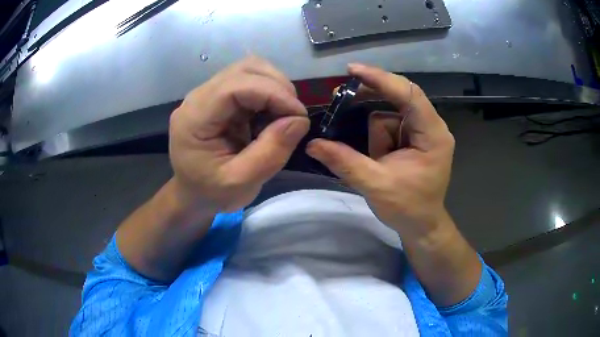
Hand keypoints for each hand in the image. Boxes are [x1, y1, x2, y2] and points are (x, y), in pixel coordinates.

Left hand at [169, 57, 309, 211]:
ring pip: (249, 69)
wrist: (192, 194)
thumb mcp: (241, 183)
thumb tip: (299, 120)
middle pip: (244, 69)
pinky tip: (271, 114)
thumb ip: (271, 152)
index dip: (273, 93)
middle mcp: (198, 97)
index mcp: (195, 117)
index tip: (299, 116)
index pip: (236, 85)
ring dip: (275, 87)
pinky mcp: (219, 97)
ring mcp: (208, 94)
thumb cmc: (211, 193)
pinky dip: (269, 93)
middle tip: (293, 116)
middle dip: (277, 86)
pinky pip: (249, 81)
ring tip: (284, 114)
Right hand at [307, 63, 454, 234]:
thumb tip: (312, 144)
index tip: (352, 70)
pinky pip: (390, 126)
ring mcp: (424, 132)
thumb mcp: (375, 185)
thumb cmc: (408, 208)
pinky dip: (379, 139)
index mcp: (433, 134)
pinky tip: (381, 159)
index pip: (408, 94)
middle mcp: (432, 127)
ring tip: (379, 162)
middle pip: (399, 97)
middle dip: (372, 99)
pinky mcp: (416, 138)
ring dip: (377, 136)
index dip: (381, 79)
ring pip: (389, 115)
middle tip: (341, 97)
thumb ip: (345, 162)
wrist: (422, 226)